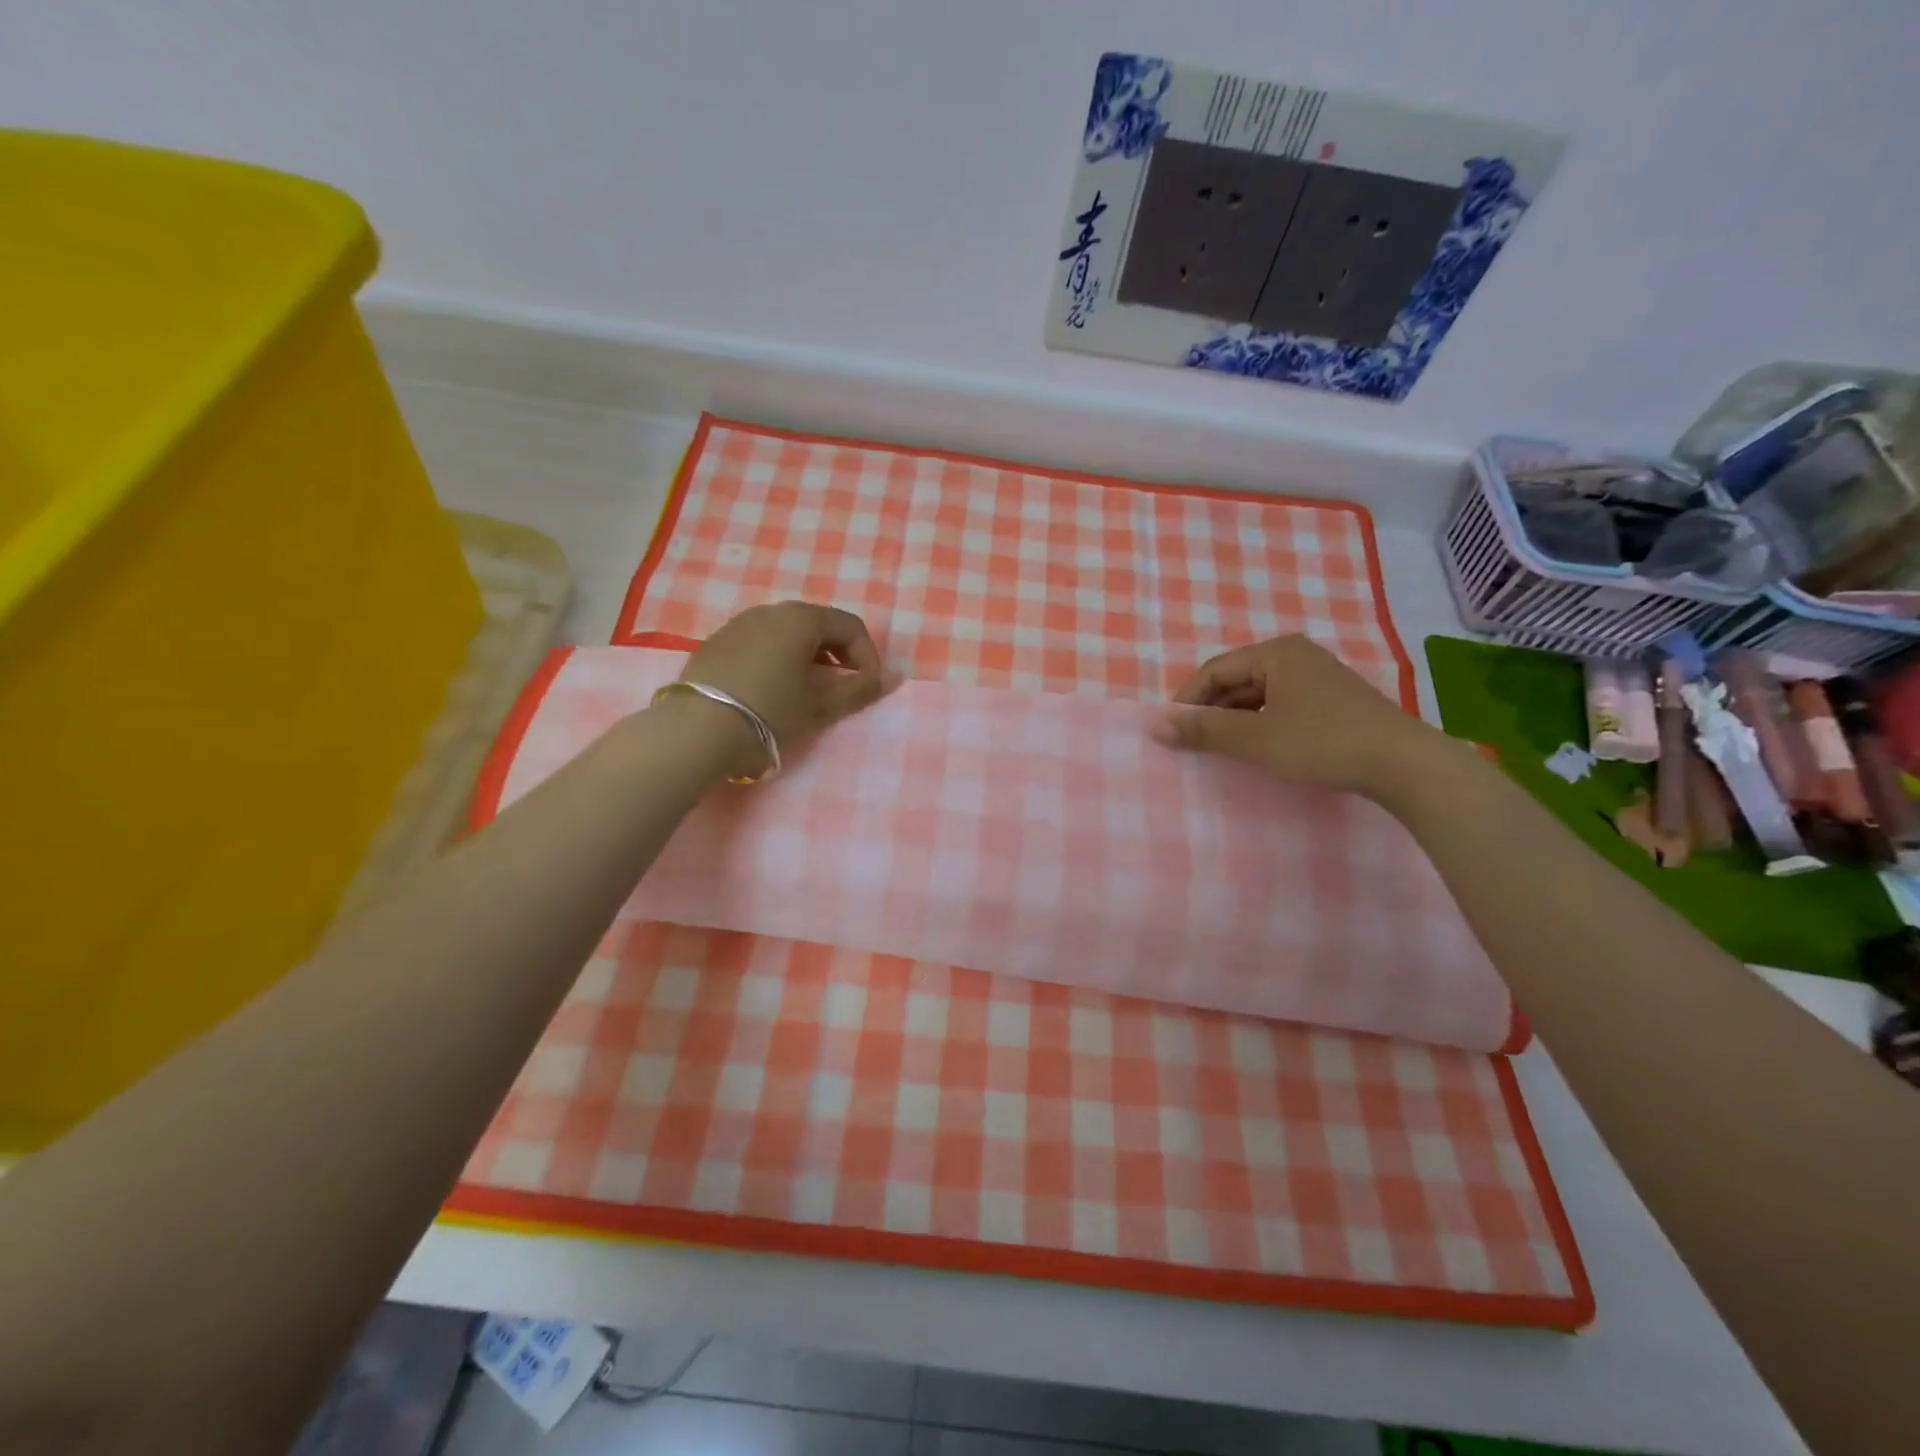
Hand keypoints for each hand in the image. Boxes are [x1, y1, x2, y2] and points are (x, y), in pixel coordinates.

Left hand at [670, 601, 893, 777]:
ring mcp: (738, 624)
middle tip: (841, 689)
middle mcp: (769, 611)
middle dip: (838, 655)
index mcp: (801, 619)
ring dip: (807, 657)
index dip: (868, 656)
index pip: (851, 626)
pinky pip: (760, 642)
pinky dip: (777, 659)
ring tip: (807, 692)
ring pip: (787, 633)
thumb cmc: (768, 714)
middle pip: (818, 624)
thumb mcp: (820, 707)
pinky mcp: (715, 642)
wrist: (694, 732)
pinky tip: (770, 691)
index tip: (868, 688)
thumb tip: (893, 678)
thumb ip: (860, 690)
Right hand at [1152, 635, 1443, 798]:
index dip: (1187, 700)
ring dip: (1235, 719)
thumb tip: (1153, 725)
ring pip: (1258, 695)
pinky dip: (1260, 723)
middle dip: (1211, 710)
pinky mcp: (1332, 700)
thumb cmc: (1322, 743)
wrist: (1404, 765)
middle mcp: (1296, 656)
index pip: (1215, 670)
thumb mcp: (1255, 738)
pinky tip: (1258, 747)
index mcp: (1277, 652)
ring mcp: (1318, 677)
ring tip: (1220, 748)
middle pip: (1236, 680)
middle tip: (1192, 743)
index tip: (1171, 732)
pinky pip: (1280, 705)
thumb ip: (1203, 730)